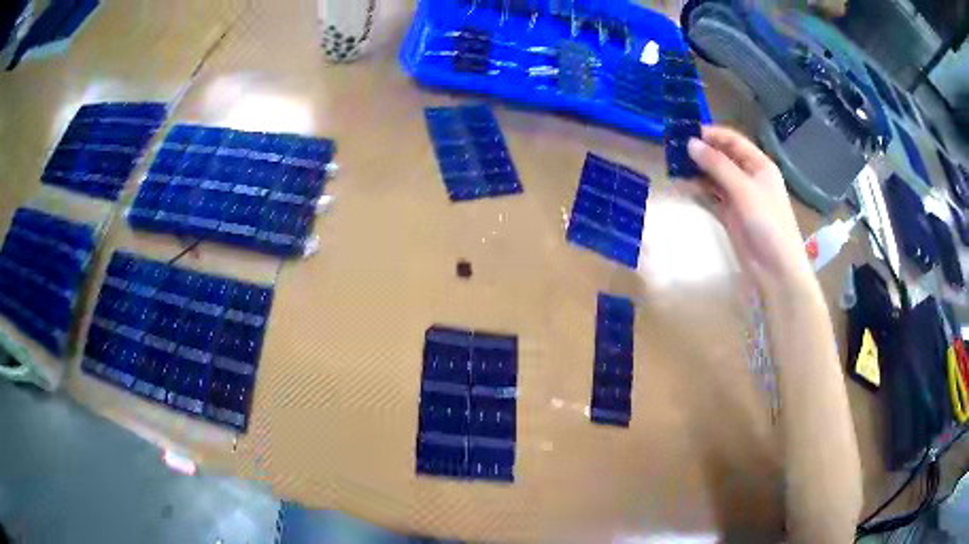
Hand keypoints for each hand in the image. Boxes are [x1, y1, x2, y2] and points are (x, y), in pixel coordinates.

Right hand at [686, 126, 814, 295]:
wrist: (776, 269)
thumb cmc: (768, 223)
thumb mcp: (744, 189)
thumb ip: (717, 165)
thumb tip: (690, 143)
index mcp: (759, 165)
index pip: (732, 141)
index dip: (711, 134)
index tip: (685, 131)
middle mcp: (749, 177)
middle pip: (722, 157)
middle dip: (701, 151)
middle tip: (673, 148)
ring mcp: (739, 197)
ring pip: (714, 177)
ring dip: (697, 171)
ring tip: (673, 165)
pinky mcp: (730, 216)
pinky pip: (711, 197)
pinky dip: (698, 190)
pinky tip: (682, 185)